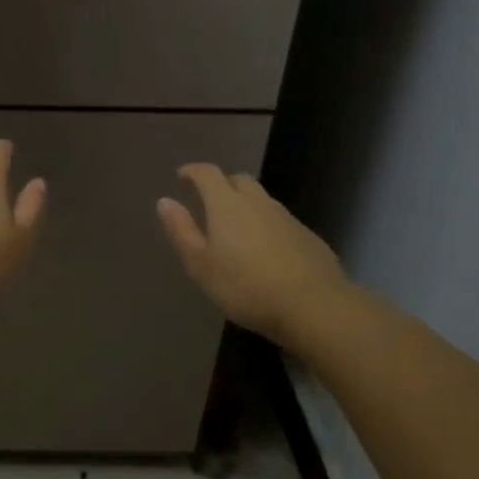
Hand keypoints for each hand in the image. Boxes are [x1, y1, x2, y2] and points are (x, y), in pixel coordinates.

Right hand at [157, 164, 351, 343]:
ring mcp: (287, 218)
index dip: (192, 172)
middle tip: (210, 203)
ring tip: (237, 229)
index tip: (182, 178)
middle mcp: (257, 202)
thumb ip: (181, 231)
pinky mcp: (308, 237)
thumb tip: (164, 201)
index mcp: (227, 204)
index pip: (207, 173)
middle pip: (238, 180)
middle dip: (222, 185)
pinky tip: (267, 251)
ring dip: (247, 205)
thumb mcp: (201, 265)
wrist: (314, 307)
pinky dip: (267, 226)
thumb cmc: (246, 286)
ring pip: (262, 200)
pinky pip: (281, 221)